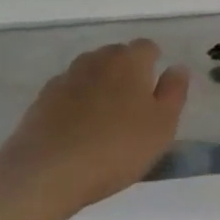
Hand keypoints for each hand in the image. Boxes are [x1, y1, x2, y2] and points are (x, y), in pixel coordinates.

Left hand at [0, 40, 188, 218]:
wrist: (48, 172)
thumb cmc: (117, 148)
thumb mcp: (162, 126)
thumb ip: (174, 92)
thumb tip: (177, 68)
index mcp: (129, 62)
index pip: (147, 47)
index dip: (154, 63)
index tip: (156, 89)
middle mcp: (96, 61)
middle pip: (116, 55)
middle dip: (127, 71)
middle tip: (134, 104)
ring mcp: (65, 78)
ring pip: (90, 71)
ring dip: (100, 84)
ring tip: (106, 116)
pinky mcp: (42, 99)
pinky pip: (68, 91)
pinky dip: (76, 101)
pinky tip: (79, 128)